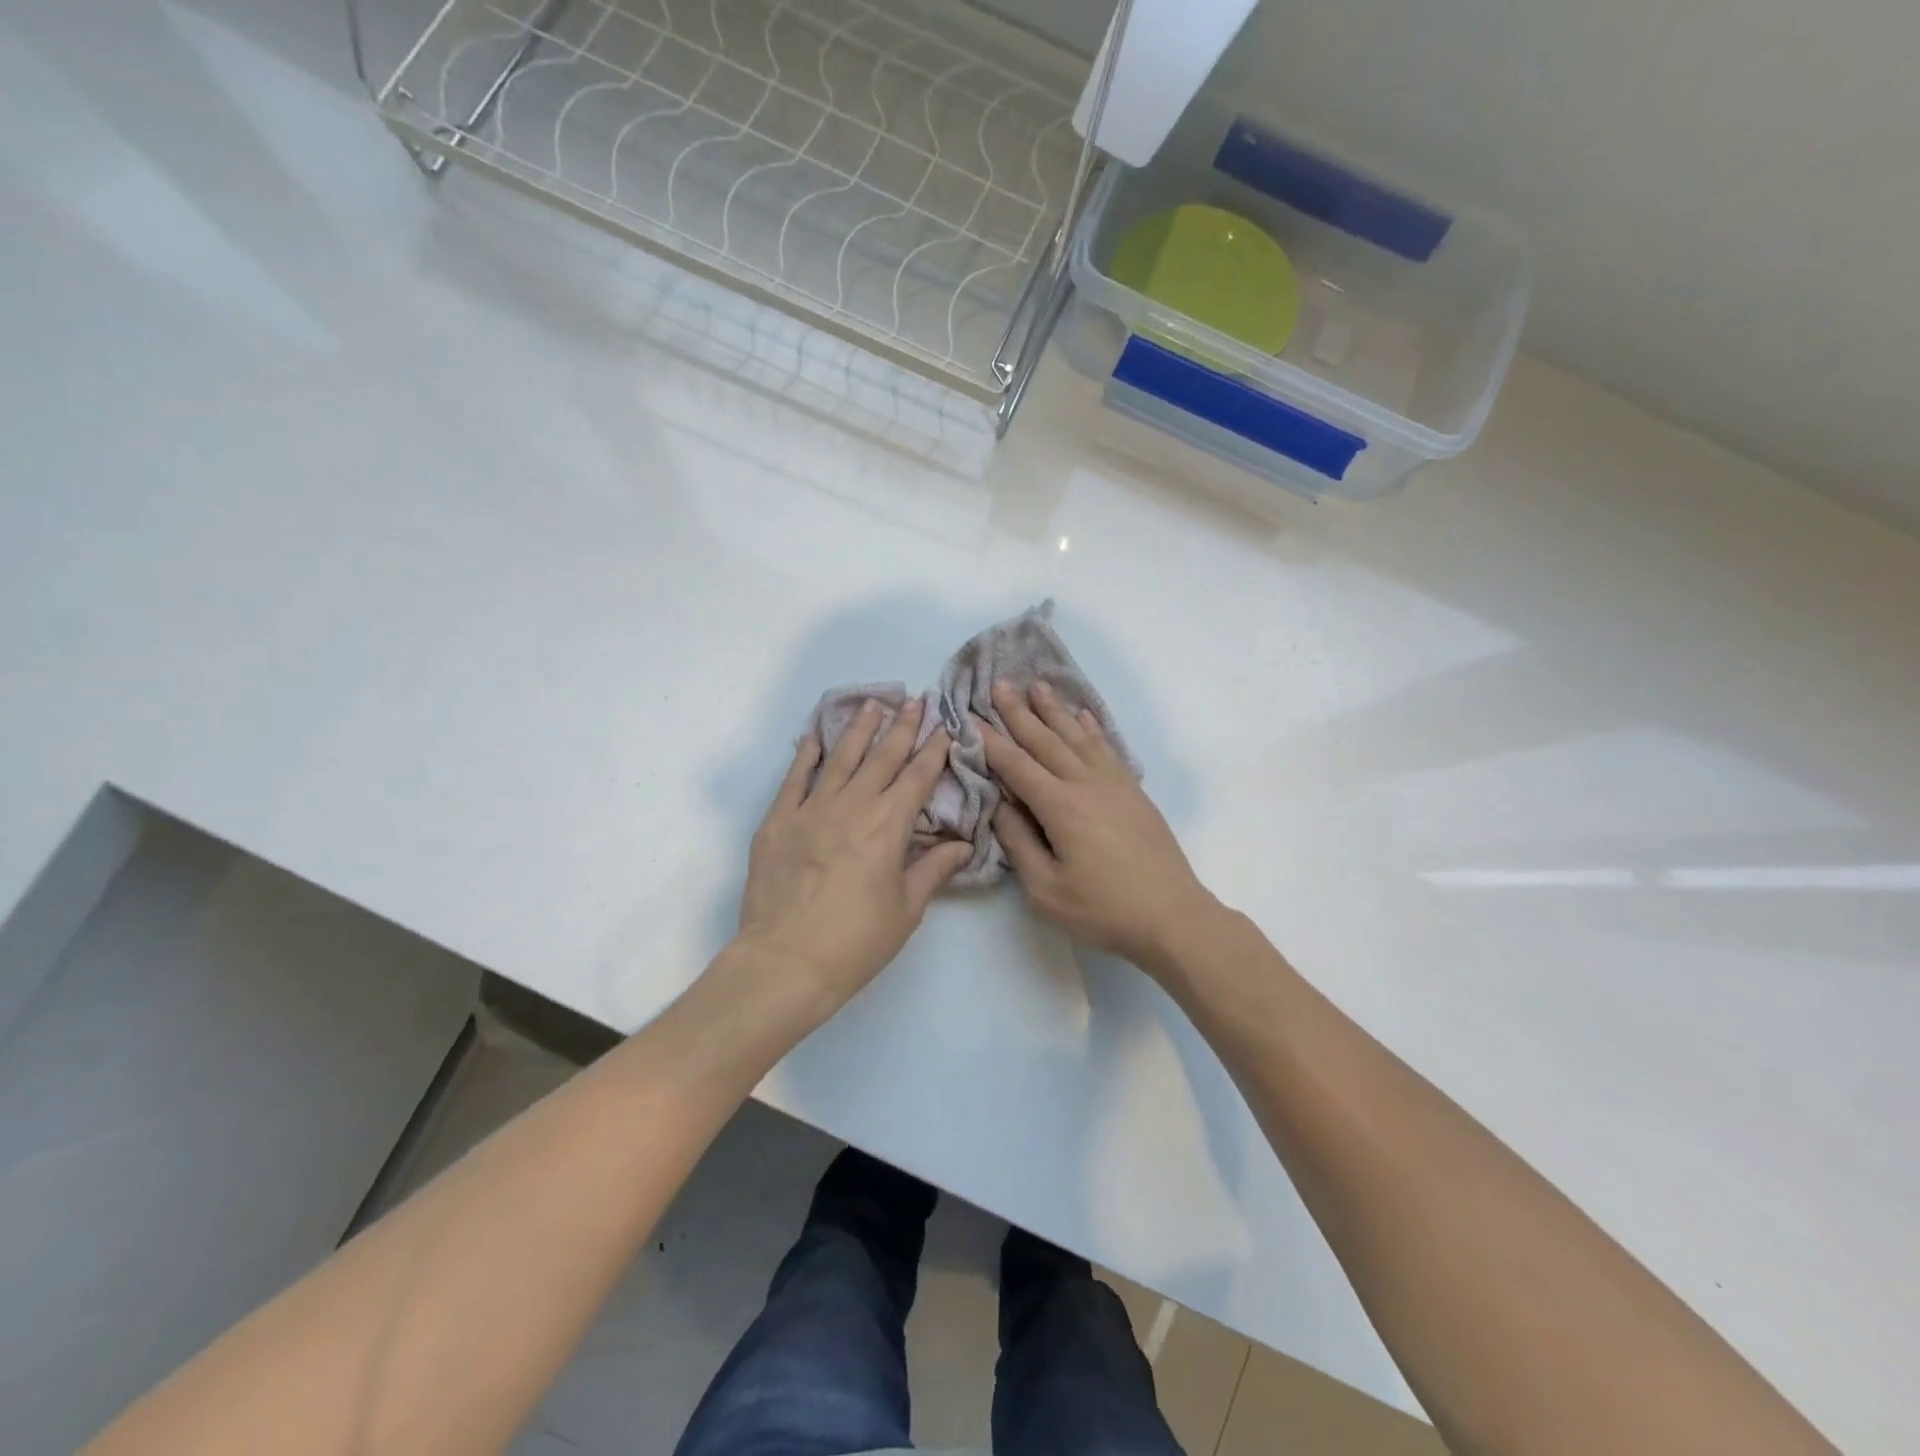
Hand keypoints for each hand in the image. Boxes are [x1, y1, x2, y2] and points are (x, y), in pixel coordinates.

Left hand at [734, 699, 971, 1022]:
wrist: (786, 962)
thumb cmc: (856, 941)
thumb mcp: (906, 909)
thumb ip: (934, 869)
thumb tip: (963, 845)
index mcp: (888, 825)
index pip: (917, 777)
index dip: (933, 750)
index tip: (944, 726)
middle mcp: (852, 806)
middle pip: (881, 757)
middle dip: (901, 727)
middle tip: (913, 699)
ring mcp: (810, 809)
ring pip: (840, 758)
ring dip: (859, 729)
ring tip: (872, 703)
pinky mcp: (777, 821)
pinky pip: (794, 778)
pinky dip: (806, 754)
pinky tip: (814, 736)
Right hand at [982, 680, 1220, 976]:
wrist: (1172, 916)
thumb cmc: (1103, 909)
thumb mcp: (1045, 890)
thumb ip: (1018, 843)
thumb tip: (1000, 805)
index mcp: (1060, 807)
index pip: (1017, 765)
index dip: (992, 741)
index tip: (971, 717)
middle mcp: (1086, 784)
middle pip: (1046, 741)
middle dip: (1019, 712)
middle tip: (999, 684)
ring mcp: (1114, 784)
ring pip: (1077, 737)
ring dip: (1055, 711)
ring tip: (1038, 685)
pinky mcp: (1133, 791)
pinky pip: (1107, 749)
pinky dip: (1092, 729)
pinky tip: (1084, 716)